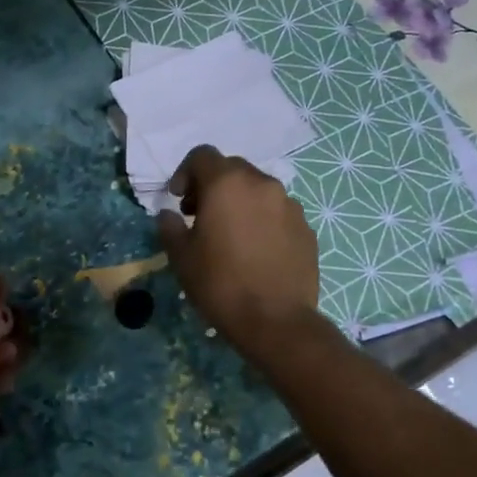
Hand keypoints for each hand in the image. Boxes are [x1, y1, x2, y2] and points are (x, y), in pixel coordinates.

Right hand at [156, 146, 320, 360]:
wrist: (276, 321)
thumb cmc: (220, 284)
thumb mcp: (181, 257)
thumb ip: (170, 227)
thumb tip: (169, 215)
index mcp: (227, 183)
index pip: (202, 155)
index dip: (184, 173)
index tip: (179, 200)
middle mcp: (262, 184)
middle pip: (232, 169)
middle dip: (212, 186)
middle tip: (200, 216)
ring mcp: (290, 205)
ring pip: (258, 190)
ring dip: (240, 203)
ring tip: (230, 236)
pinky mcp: (307, 228)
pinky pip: (278, 213)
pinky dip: (263, 221)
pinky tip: (256, 252)